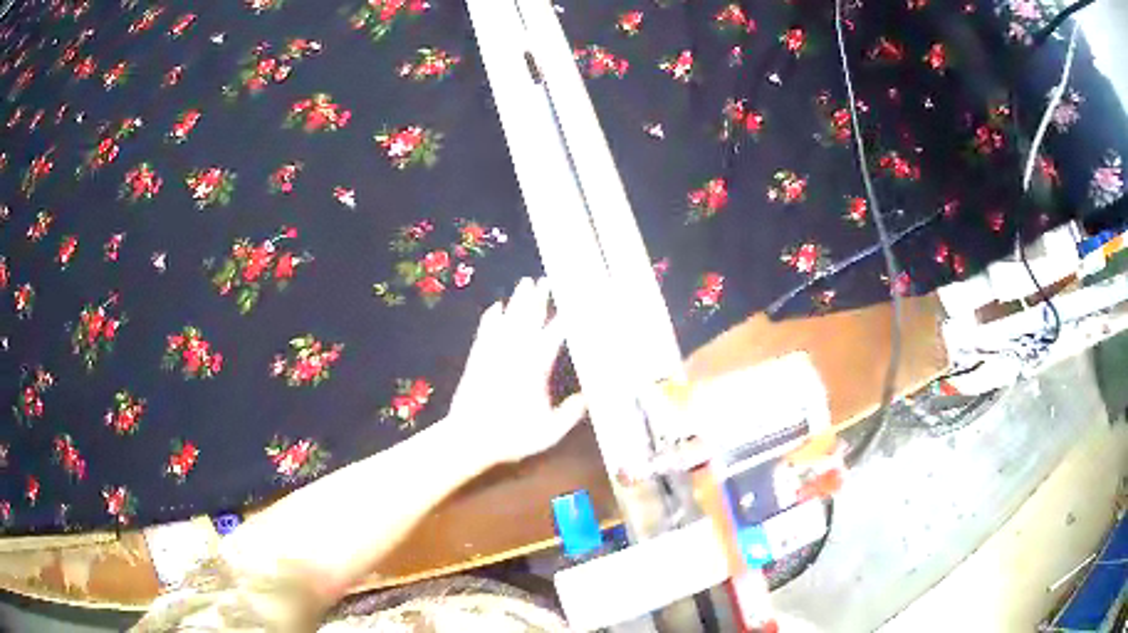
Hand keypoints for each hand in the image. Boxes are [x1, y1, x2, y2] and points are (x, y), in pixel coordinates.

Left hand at [449, 277, 585, 463]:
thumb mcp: (548, 431)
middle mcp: (514, 354)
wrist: (468, 438)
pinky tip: (495, 308)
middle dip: (539, 298)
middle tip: (546, 280)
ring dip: (517, 301)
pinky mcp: (477, 359)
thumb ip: (569, 414)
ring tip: (525, 283)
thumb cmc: (511, 437)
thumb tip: (587, 398)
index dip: (565, 318)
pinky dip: (491, 318)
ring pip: (508, 320)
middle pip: (528, 319)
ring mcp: (493, 354)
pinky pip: (486, 332)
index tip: (575, 303)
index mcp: (534, 368)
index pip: (553, 335)